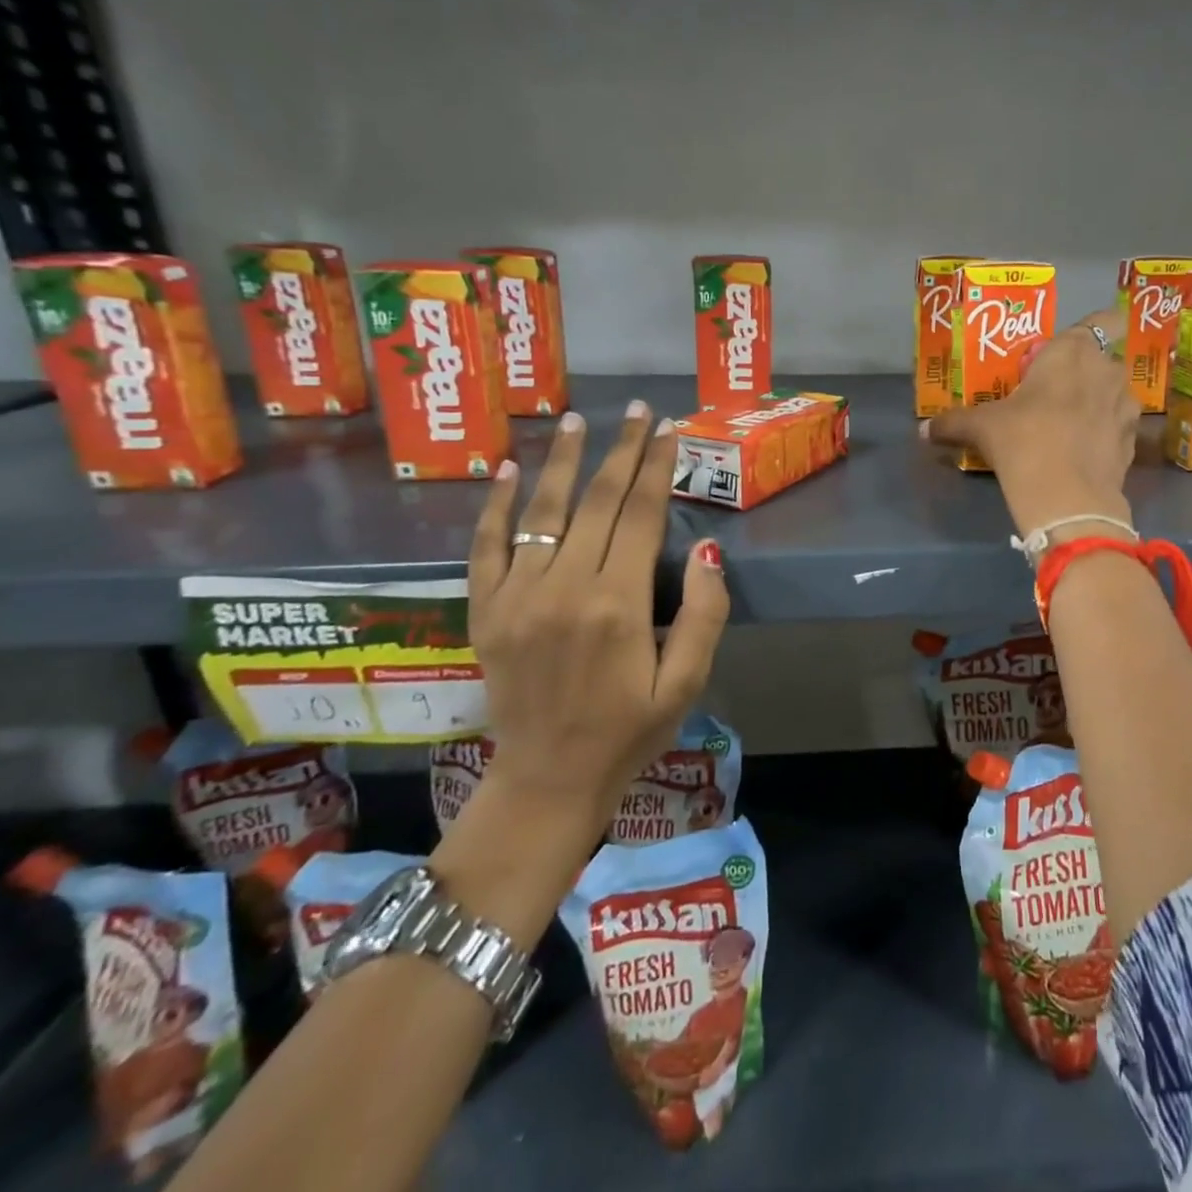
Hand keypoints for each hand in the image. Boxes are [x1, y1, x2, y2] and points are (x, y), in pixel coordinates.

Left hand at [466, 403, 729, 855]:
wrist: (549, 780)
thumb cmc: (630, 731)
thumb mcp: (687, 682)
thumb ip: (703, 615)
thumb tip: (706, 551)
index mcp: (618, 604)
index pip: (641, 515)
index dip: (657, 468)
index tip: (669, 429)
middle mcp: (564, 588)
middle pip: (597, 502)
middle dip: (622, 451)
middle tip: (638, 411)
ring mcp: (517, 597)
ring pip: (542, 512)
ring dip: (562, 461)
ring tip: (577, 420)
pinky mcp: (485, 611)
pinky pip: (486, 547)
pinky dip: (496, 506)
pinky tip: (508, 469)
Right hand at [923, 306, 1138, 537]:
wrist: (1067, 498)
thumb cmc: (1023, 441)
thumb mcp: (981, 428)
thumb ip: (954, 422)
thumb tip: (924, 430)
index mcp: (1074, 352)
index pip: (1105, 319)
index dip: (1096, 328)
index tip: (1071, 349)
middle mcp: (1107, 371)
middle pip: (1104, 360)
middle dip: (1085, 373)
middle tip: (1054, 393)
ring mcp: (1125, 408)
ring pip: (1114, 395)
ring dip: (1097, 403)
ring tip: (1069, 426)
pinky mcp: (1132, 443)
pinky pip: (1118, 428)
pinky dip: (1104, 436)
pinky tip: (1081, 454)